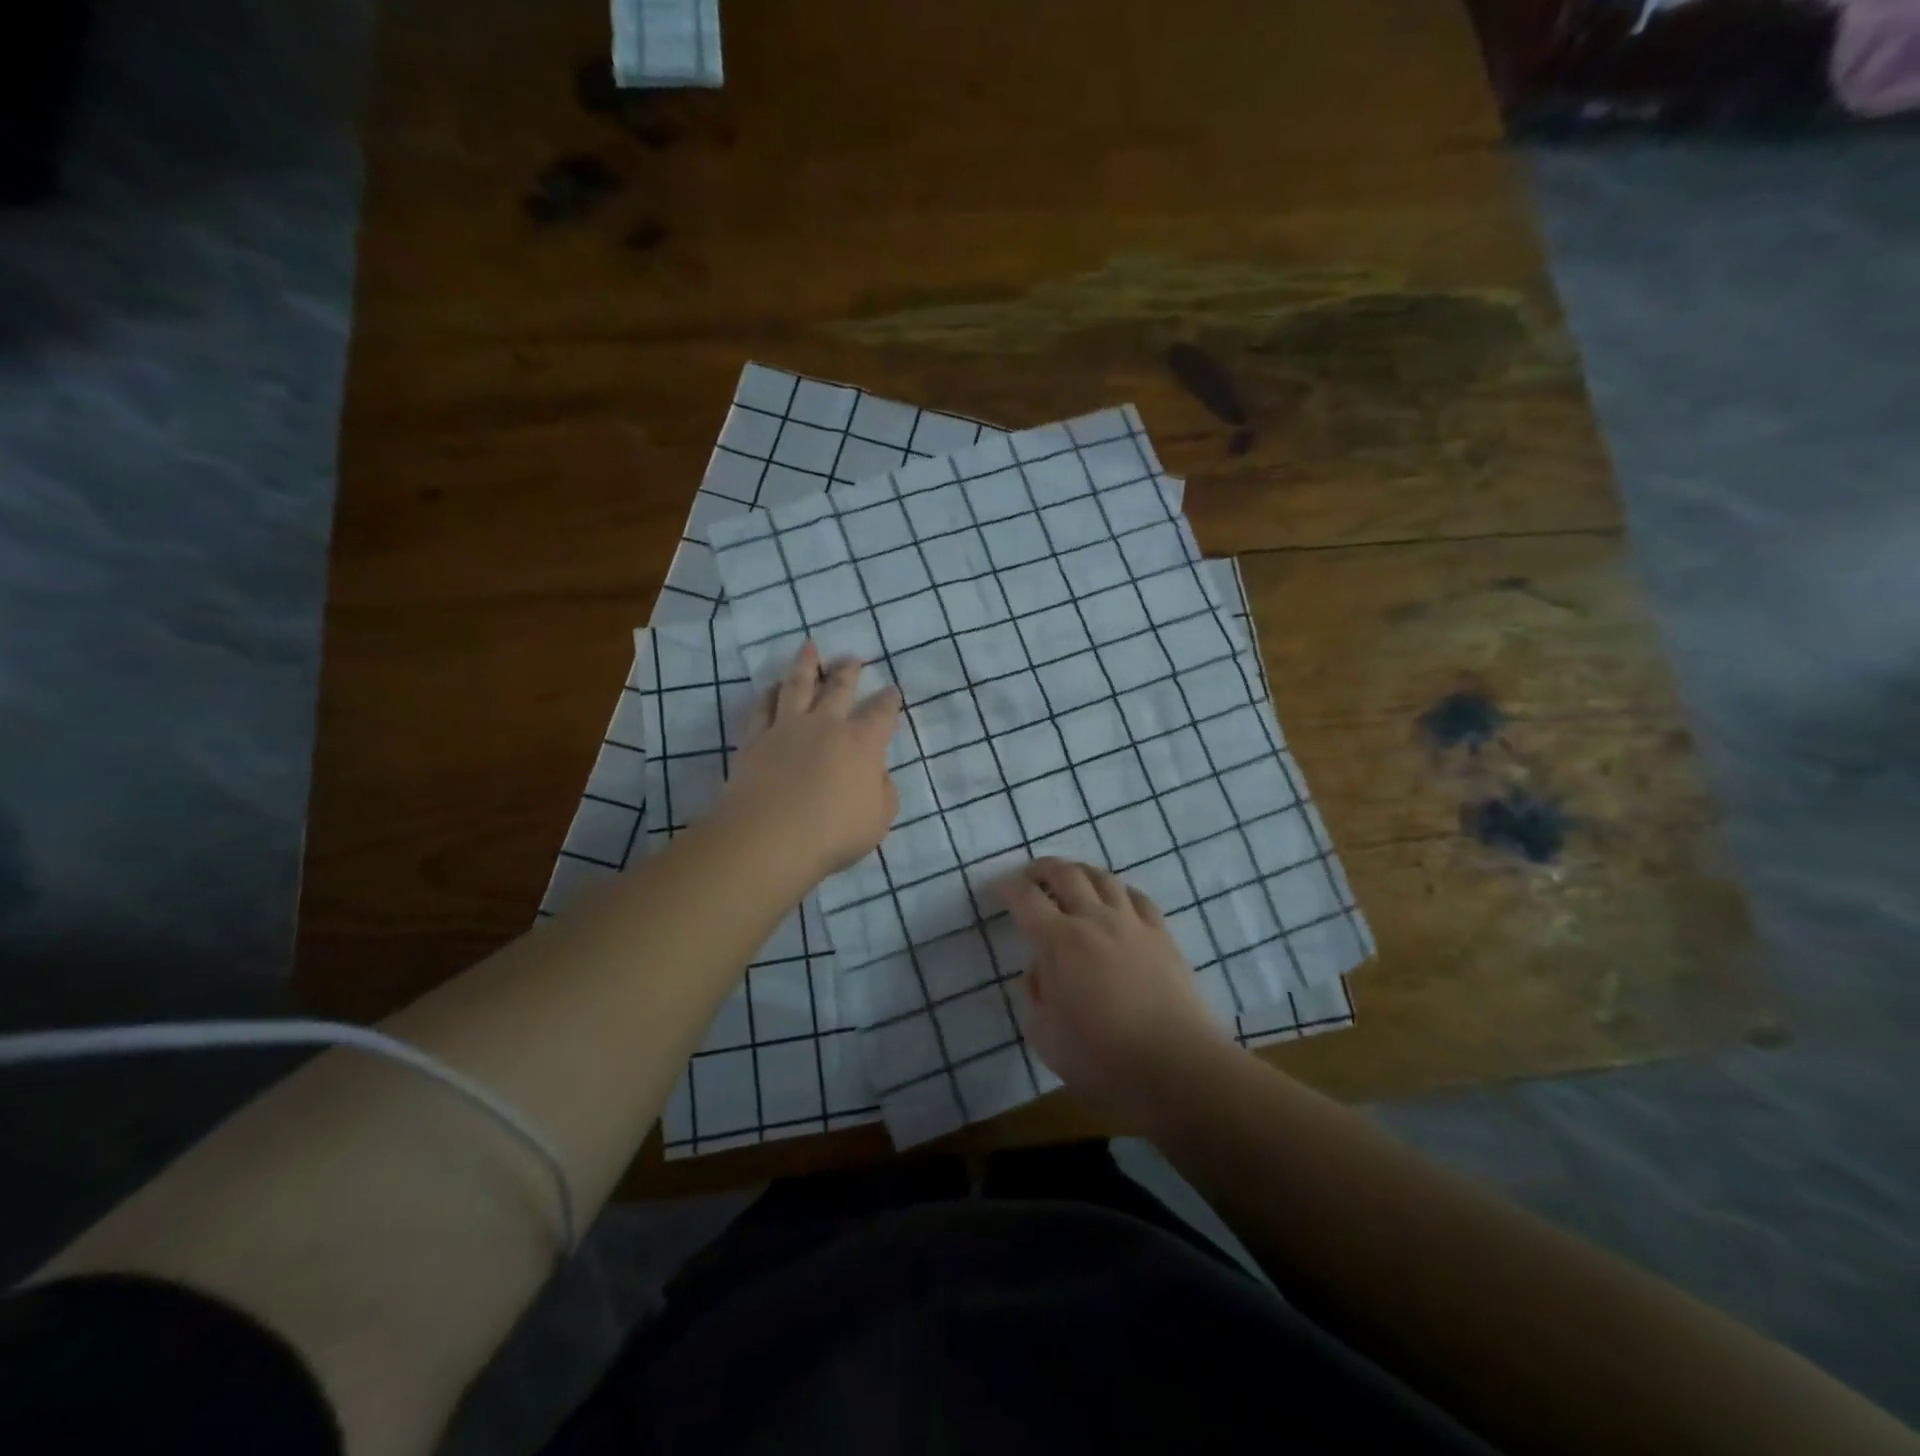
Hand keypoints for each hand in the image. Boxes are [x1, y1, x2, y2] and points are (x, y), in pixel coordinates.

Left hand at [715, 642, 902, 886]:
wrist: (769, 838)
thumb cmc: (833, 833)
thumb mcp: (878, 819)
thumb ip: (883, 791)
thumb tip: (876, 772)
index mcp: (862, 743)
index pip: (881, 713)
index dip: (889, 700)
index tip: (892, 690)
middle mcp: (825, 725)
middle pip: (838, 688)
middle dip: (848, 671)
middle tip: (852, 658)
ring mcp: (787, 729)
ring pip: (797, 685)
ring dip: (805, 664)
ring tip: (809, 648)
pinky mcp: (755, 740)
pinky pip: (763, 708)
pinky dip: (769, 694)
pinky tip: (772, 687)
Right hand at [998, 858, 1232, 1126]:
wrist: (1177, 1065)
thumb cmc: (1103, 1057)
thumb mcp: (1045, 1037)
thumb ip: (1035, 995)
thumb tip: (1041, 971)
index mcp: (1059, 942)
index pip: (1025, 898)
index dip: (1007, 887)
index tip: (997, 888)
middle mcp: (1093, 920)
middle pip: (1065, 873)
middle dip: (1041, 868)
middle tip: (1030, 875)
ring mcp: (1131, 924)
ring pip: (1103, 878)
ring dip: (1080, 871)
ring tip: (1070, 878)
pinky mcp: (1161, 935)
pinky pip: (1137, 897)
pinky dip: (1118, 890)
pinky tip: (1116, 898)